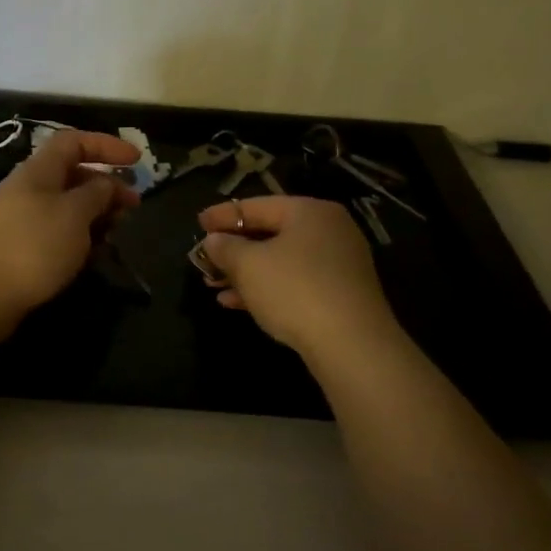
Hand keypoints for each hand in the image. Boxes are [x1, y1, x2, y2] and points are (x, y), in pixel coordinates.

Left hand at [0, 130, 140, 344]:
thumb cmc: (32, 247)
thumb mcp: (74, 215)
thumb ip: (96, 194)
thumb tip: (106, 183)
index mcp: (37, 171)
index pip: (73, 142)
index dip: (106, 145)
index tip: (136, 159)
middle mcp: (26, 189)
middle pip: (71, 175)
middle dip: (105, 187)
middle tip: (132, 209)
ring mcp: (18, 220)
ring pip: (64, 207)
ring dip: (93, 216)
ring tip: (114, 235)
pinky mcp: (16, 249)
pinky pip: (54, 232)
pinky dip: (76, 238)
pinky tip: (88, 256)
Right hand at [196, 196, 399, 357]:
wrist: (352, 345)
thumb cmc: (294, 290)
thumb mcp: (248, 265)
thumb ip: (225, 248)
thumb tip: (214, 241)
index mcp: (309, 212)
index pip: (257, 205)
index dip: (223, 215)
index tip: (198, 223)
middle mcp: (328, 231)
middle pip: (270, 233)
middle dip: (233, 249)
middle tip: (204, 257)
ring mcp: (337, 264)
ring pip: (280, 261)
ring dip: (244, 272)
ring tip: (212, 284)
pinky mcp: (339, 295)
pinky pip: (294, 282)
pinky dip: (265, 288)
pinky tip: (235, 303)